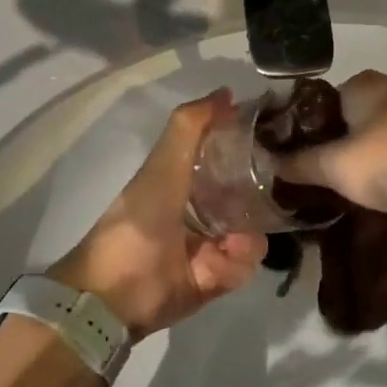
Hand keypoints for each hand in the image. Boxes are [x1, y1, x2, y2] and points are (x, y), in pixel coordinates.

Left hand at [50, 90, 266, 337]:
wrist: (114, 294)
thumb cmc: (137, 222)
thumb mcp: (162, 167)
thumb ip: (189, 127)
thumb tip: (225, 92)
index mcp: (185, 179)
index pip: (228, 156)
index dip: (248, 148)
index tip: (272, 142)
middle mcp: (202, 209)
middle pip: (249, 197)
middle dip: (257, 200)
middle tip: (263, 202)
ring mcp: (211, 245)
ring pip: (252, 233)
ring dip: (244, 238)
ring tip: (227, 244)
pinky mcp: (217, 279)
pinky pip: (244, 266)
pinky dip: (234, 265)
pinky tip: (214, 264)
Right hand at [272, 70, 386, 230]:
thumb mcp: (334, 168)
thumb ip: (297, 163)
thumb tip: (267, 163)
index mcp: (363, 82)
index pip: (316, 101)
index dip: (300, 130)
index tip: (291, 160)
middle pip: (345, 116)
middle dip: (329, 144)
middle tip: (314, 177)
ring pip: (371, 132)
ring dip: (357, 155)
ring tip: (343, 187)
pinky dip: (382, 161)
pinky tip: (378, 187)